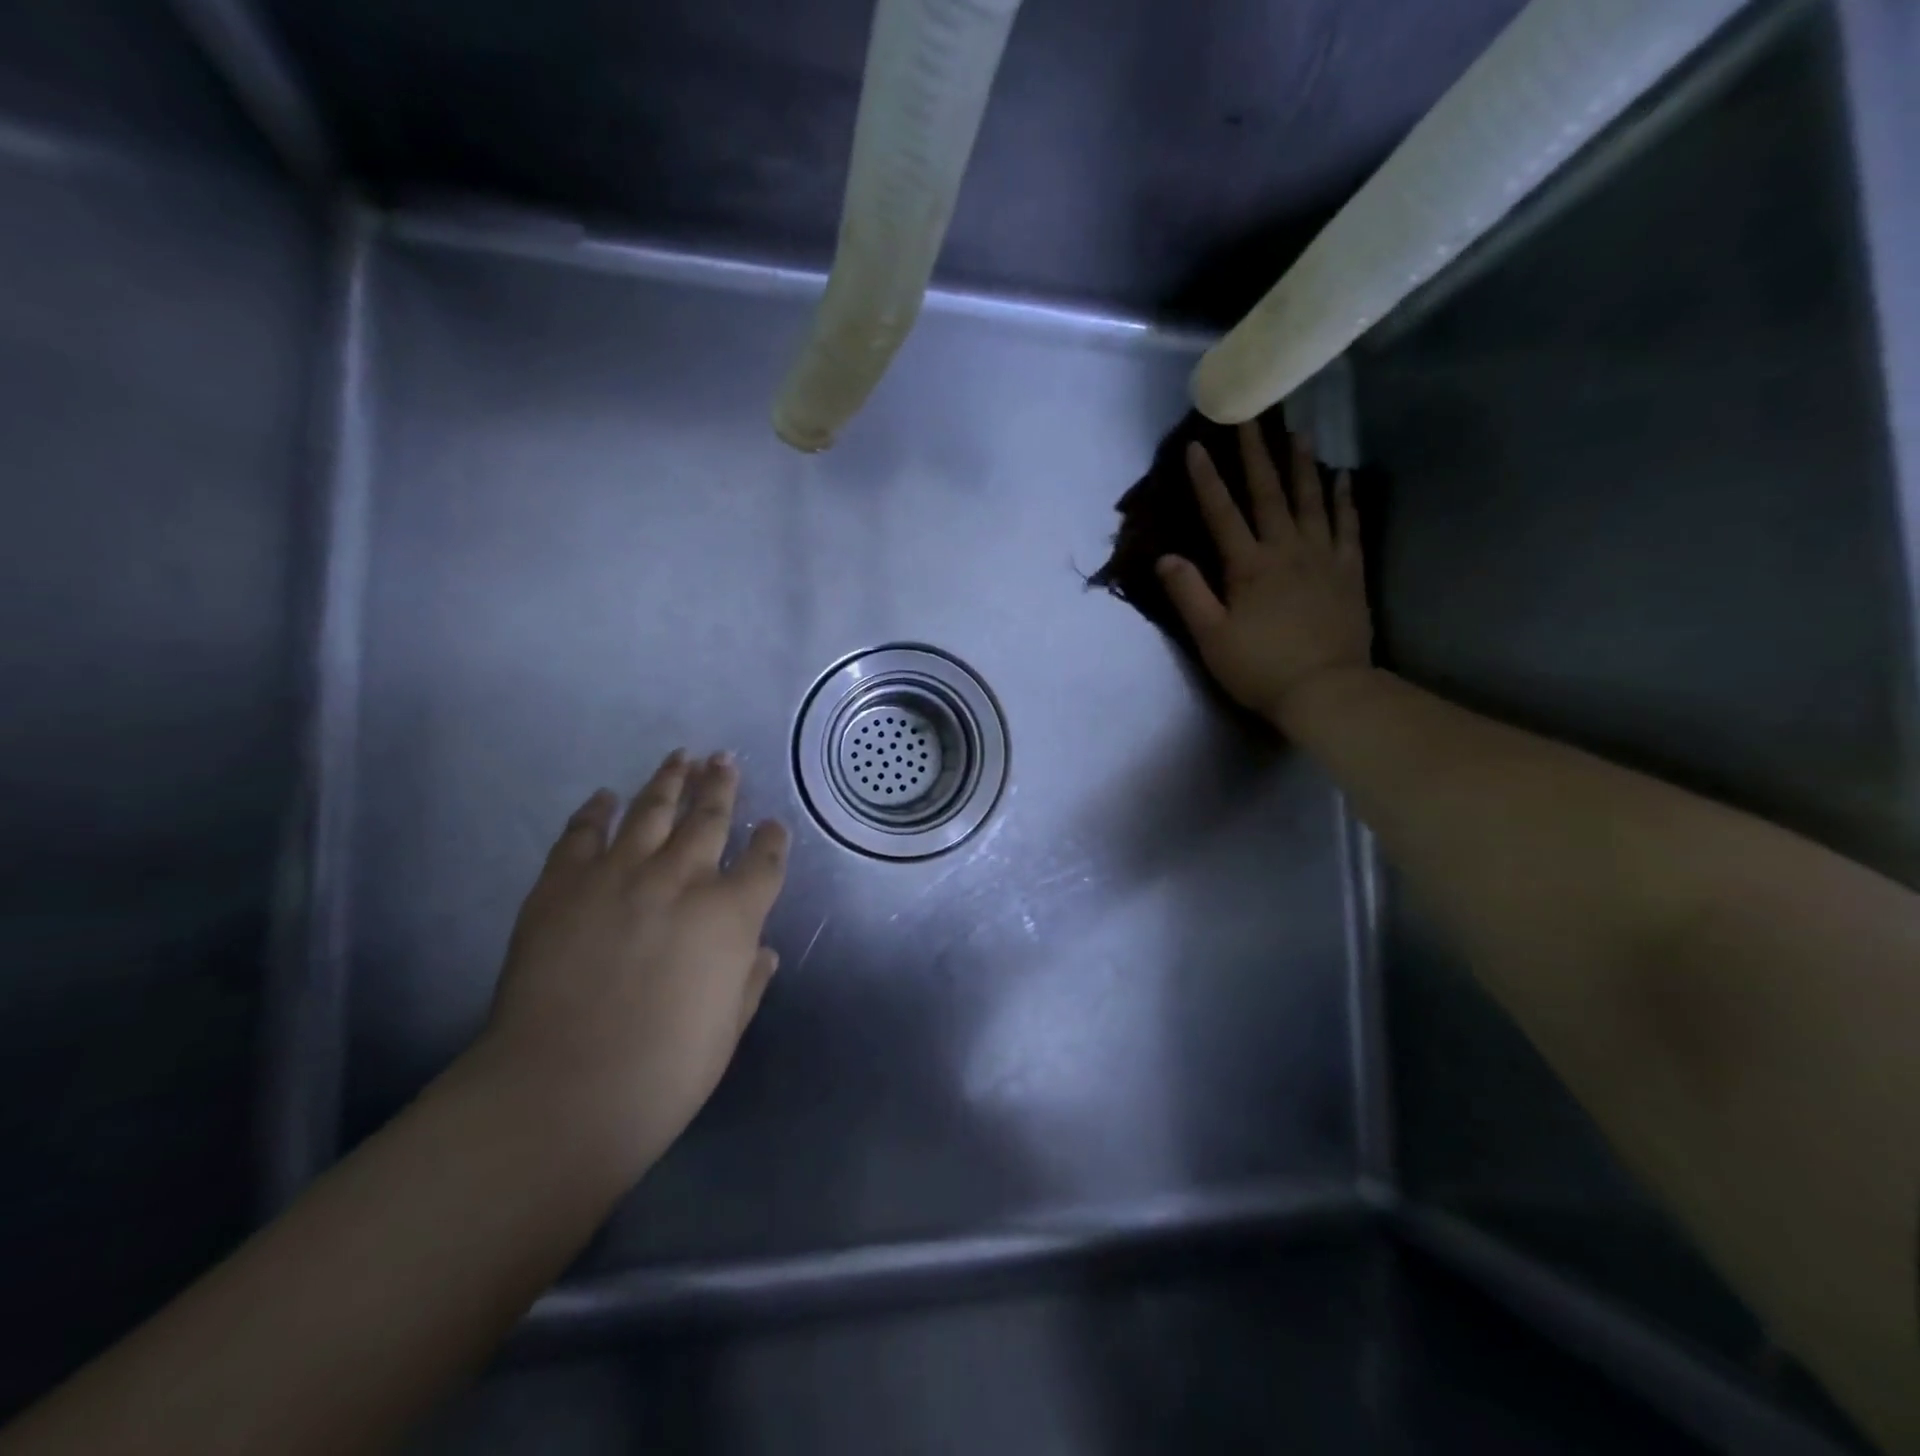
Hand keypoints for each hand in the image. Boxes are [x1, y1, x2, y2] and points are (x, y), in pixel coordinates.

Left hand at [473, 751, 789, 1182]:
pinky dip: (597, 810)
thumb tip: (761, 951)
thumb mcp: (726, 1031)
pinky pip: (583, 833)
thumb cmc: (663, 1073)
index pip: (763, 862)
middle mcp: (682, 880)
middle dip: (722, 786)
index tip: (773, 826)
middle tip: (725, 759)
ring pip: (652, 811)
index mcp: (731, 915)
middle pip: (709, 818)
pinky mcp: (563, 884)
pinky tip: (606, 796)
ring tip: (681, 757)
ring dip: (669, 781)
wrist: (560, 1092)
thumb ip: (748, 982)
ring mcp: (619, 875)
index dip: (772, 841)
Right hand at [1156, 424, 1371, 724]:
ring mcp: (1323, 558)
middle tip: (1252, 416)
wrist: (1326, 691)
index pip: (1223, 514)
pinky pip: (1348, 526)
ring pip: (1312, 501)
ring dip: (1302, 465)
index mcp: (1249, 567)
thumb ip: (1188, 594)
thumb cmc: (1260, 668)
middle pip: (1269, 494)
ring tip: (1299, 432)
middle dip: (1257, 454)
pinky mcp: (1349, 572)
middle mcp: (1287, 550)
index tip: (1196, 446)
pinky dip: (1344, 499)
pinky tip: (1343, 477)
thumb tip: (1165, 557)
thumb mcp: (1211, 637)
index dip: (1207, 480)